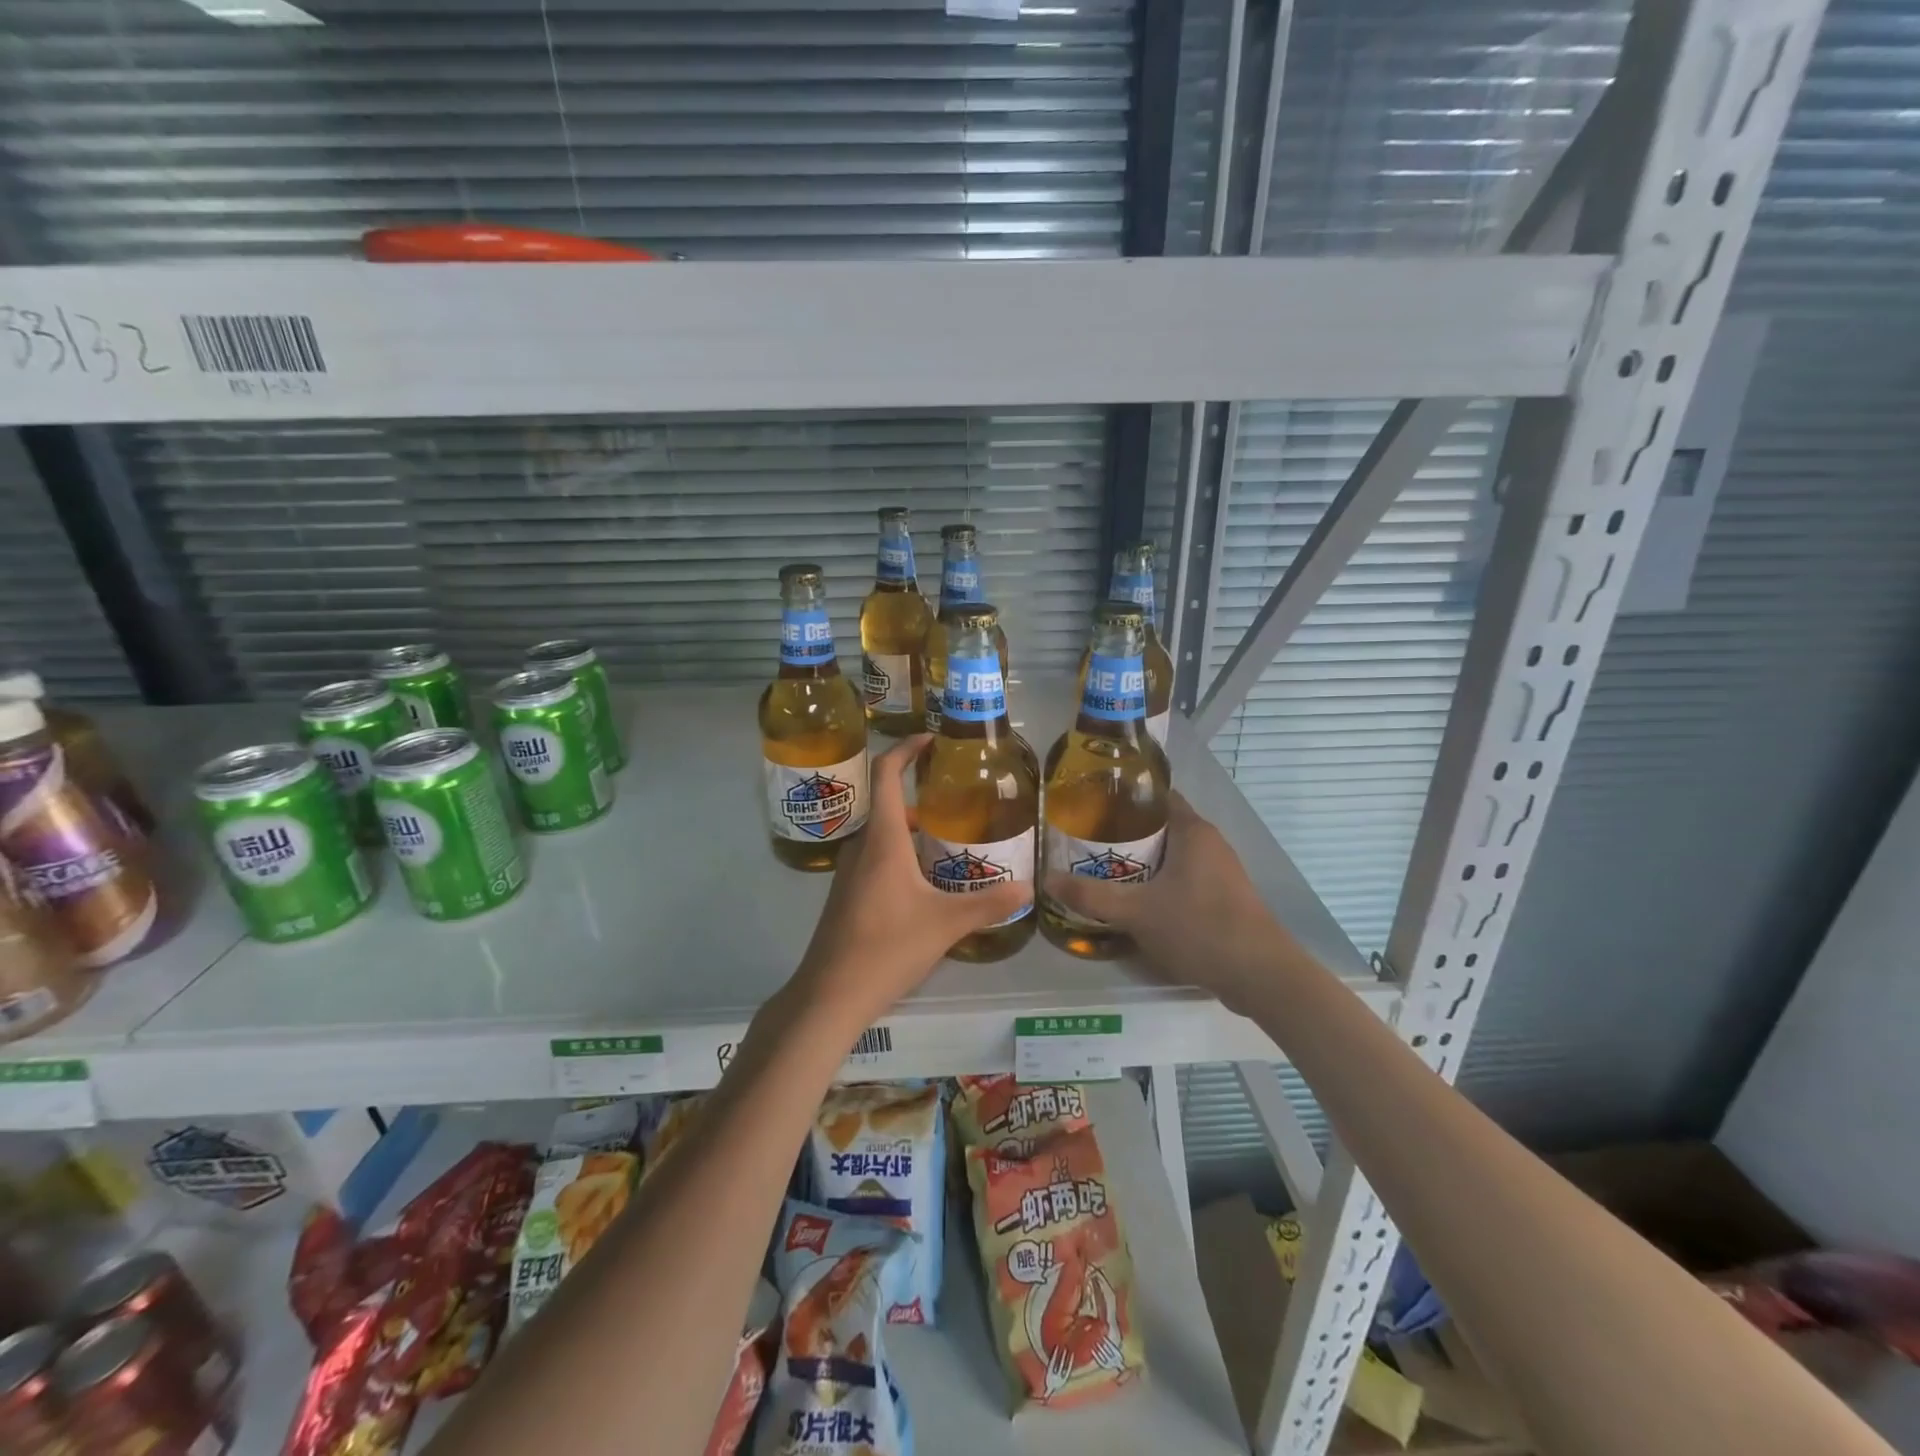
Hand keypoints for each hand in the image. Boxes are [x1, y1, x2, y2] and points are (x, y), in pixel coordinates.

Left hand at [793, 735, 1029, 1031]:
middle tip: (957, 800)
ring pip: (882, 835)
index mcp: (882, 839)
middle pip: (887, 804)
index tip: (930, 740)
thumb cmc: (886, 947)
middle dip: (919, 795)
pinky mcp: (847, 895)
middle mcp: (861, 847)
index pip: (886, 774)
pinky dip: (901, 853)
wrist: (829, 994)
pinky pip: (876, 857)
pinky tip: (927, 881)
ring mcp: (849, 872)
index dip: (905, 749)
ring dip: (911, 828)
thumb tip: (1030, 887)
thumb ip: (989, 904)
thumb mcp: (945, 924)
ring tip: (949, 839)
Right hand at [1044, 790, 1296, 1014]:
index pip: (1156, 796)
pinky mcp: (1223, 900)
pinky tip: (1135, 903)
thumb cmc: (1200, 928)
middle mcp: (1209, 844)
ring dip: (1141, 863)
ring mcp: (1220, 873)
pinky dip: (1159, 885)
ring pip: (1171, 857)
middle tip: (1085, 843)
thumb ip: (1091, 895)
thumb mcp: (1137, 912)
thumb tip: (1046, 879)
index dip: (1124, 798)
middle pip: (1160, 827)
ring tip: (1101, 871)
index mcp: (1193, 831)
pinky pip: (1183, 880)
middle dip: (1124, 834)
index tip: (1090, 806)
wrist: (1261, 976)